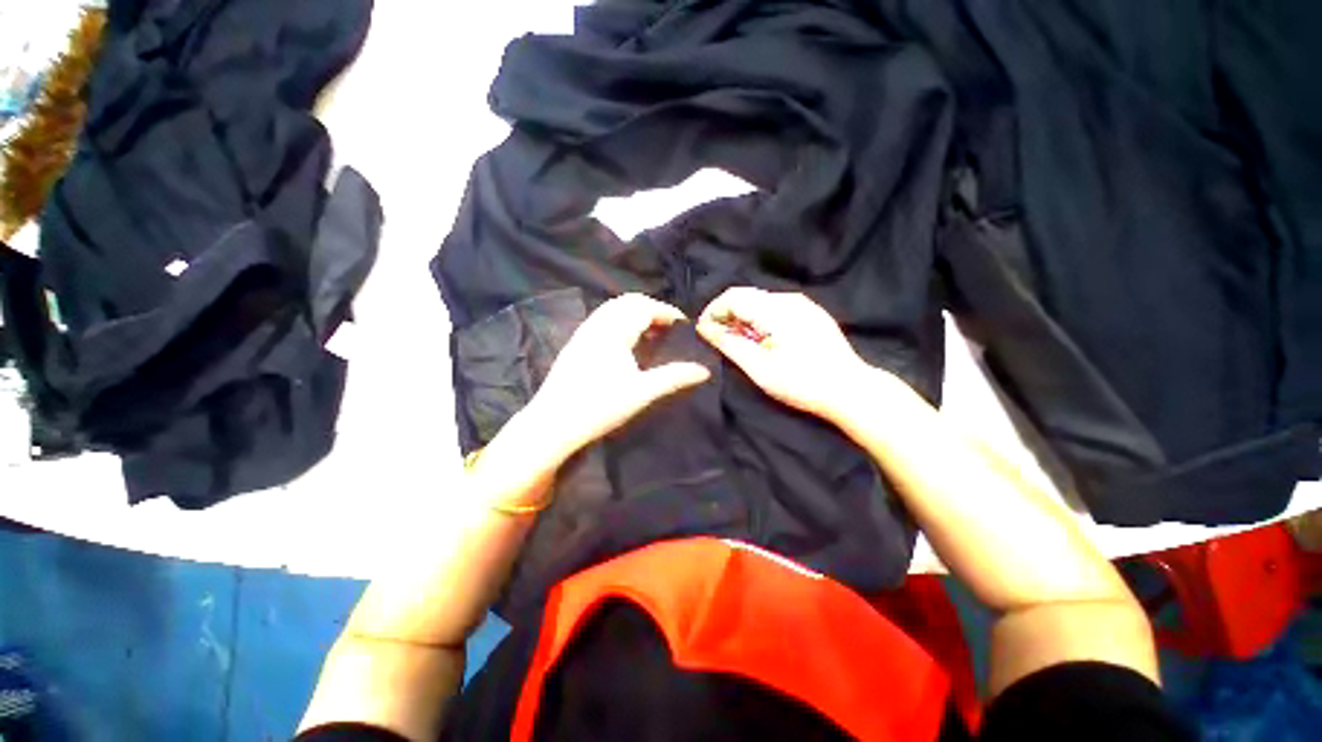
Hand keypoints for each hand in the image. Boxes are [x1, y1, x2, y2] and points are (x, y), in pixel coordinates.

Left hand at [522, 293, 710, 464]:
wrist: (553, 424)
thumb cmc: (600, 407)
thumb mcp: (642, 392)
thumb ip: (674, 377)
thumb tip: (704, 370)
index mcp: (614, 331)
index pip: (644, 307)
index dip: (666, 311)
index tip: (682, 325)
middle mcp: (597, 325)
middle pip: (627, 303)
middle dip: (650, 309)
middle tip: (668, 328)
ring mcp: (582, 334)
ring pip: (611, 310)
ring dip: (633, 315)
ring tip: (649, 335)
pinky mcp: (574, 345)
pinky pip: (600, 321)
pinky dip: (618, 322)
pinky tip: (624, 345)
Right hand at [696, 287, 871, 419]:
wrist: (850, 390)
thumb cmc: (802, 382)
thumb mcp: (759, 368)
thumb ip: (729, 344)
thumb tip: (705, 328)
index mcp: (776, 309)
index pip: (733, 297)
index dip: (713, 312)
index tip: (704, 332)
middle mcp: (789, 299)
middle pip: (746, 297)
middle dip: (727, 316)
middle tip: (720, 341)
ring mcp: (803, 305)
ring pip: (760, 302)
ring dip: (744, 319)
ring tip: (741, 344)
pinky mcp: (811, 314)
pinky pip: (776, 309)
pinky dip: (760, 321)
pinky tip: (763, 342)